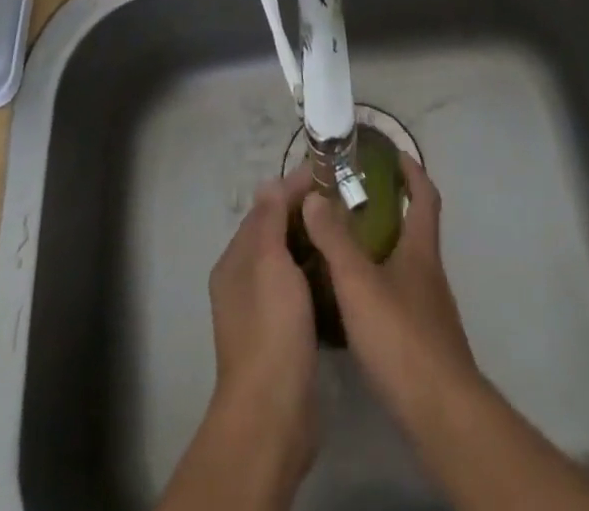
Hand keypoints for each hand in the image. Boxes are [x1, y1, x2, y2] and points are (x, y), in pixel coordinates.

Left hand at [205, 172, 320, 472]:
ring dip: (315, 245)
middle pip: (278, 234)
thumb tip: (270, 182)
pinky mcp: (286, 336)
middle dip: (307, 215)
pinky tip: (344, 273)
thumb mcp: (269, 263)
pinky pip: (302, 291)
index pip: (266, 209)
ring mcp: (265, 311)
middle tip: (348, 201)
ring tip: (351, 230)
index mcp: (236, 261)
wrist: (273, 415)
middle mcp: (245, 281)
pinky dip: (319, 276)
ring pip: (292, 263)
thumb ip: (270, 221)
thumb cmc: (271, 329)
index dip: (294, 188)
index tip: (330, 173)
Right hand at [299, 153, 478, 417]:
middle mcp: (428, 273)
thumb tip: (314, 195)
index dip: (412, 170)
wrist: (441, 415)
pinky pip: (396, 296)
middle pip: (413, 228)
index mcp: (420, 250)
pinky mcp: (421, 342)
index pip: (425, 195)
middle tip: (348, 200)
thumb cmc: (402, 338)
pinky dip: (375, 285)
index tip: (392, 153)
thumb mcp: (359, 283)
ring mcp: (428, 309)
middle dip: (387, 208)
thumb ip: (335, 239)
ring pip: (402, 264)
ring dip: (378, 248)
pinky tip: (349, 301)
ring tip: (339, 245)